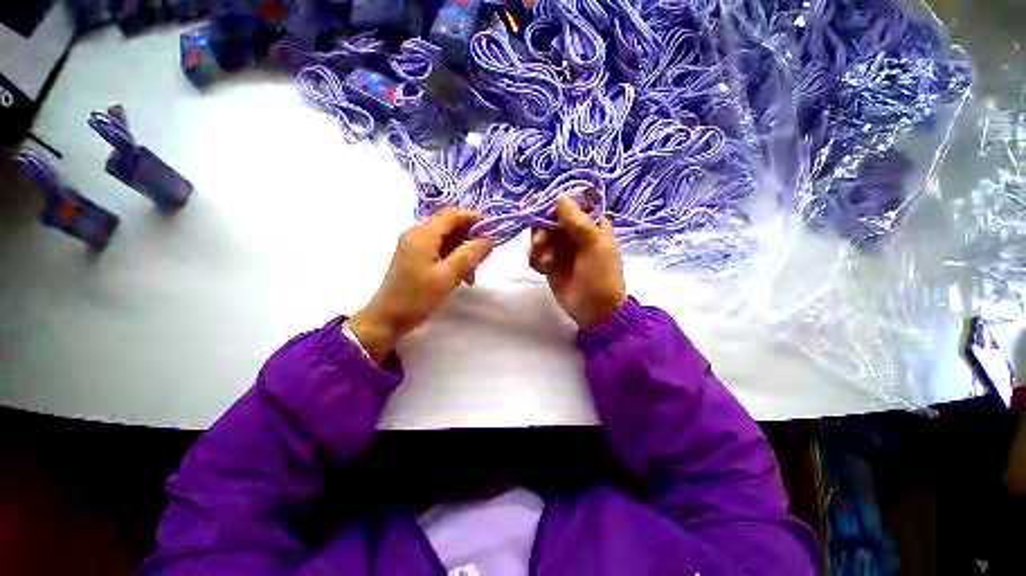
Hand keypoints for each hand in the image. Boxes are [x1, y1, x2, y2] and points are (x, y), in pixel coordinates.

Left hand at [350, 208, 494, 363]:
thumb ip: (470, 255)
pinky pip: (440, 249)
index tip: (494, 229)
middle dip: (470, 236)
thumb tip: (489, 237)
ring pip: (447, 238)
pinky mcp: (416, 256)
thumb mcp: (447, 276)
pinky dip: (454, 257)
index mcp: (423, 234)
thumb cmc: (417, 298)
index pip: (453, 214)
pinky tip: (462, 275)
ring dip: (464, 249)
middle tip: (486, 253)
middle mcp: (417, 234)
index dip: (475, 217)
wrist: (387, 319)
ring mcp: (415, 245)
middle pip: (450, 224)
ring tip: (474, 271)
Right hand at [528, 196, 626, 330]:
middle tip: (539, 239)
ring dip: (538, 244)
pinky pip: (536, 253)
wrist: (594, 310)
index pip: (571, 204)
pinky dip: (536, 259)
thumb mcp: (594, 245)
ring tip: (543, 259)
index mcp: (591, 225)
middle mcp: (574, 233)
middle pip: (551, 218)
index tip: (539, 203)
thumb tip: (559, 197)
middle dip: (542, 227)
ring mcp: (561, 248)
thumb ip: (577, 221)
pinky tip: (542, 269)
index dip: (556, 202)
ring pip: (541, 235)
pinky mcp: (550, 263)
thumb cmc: (600, 275)